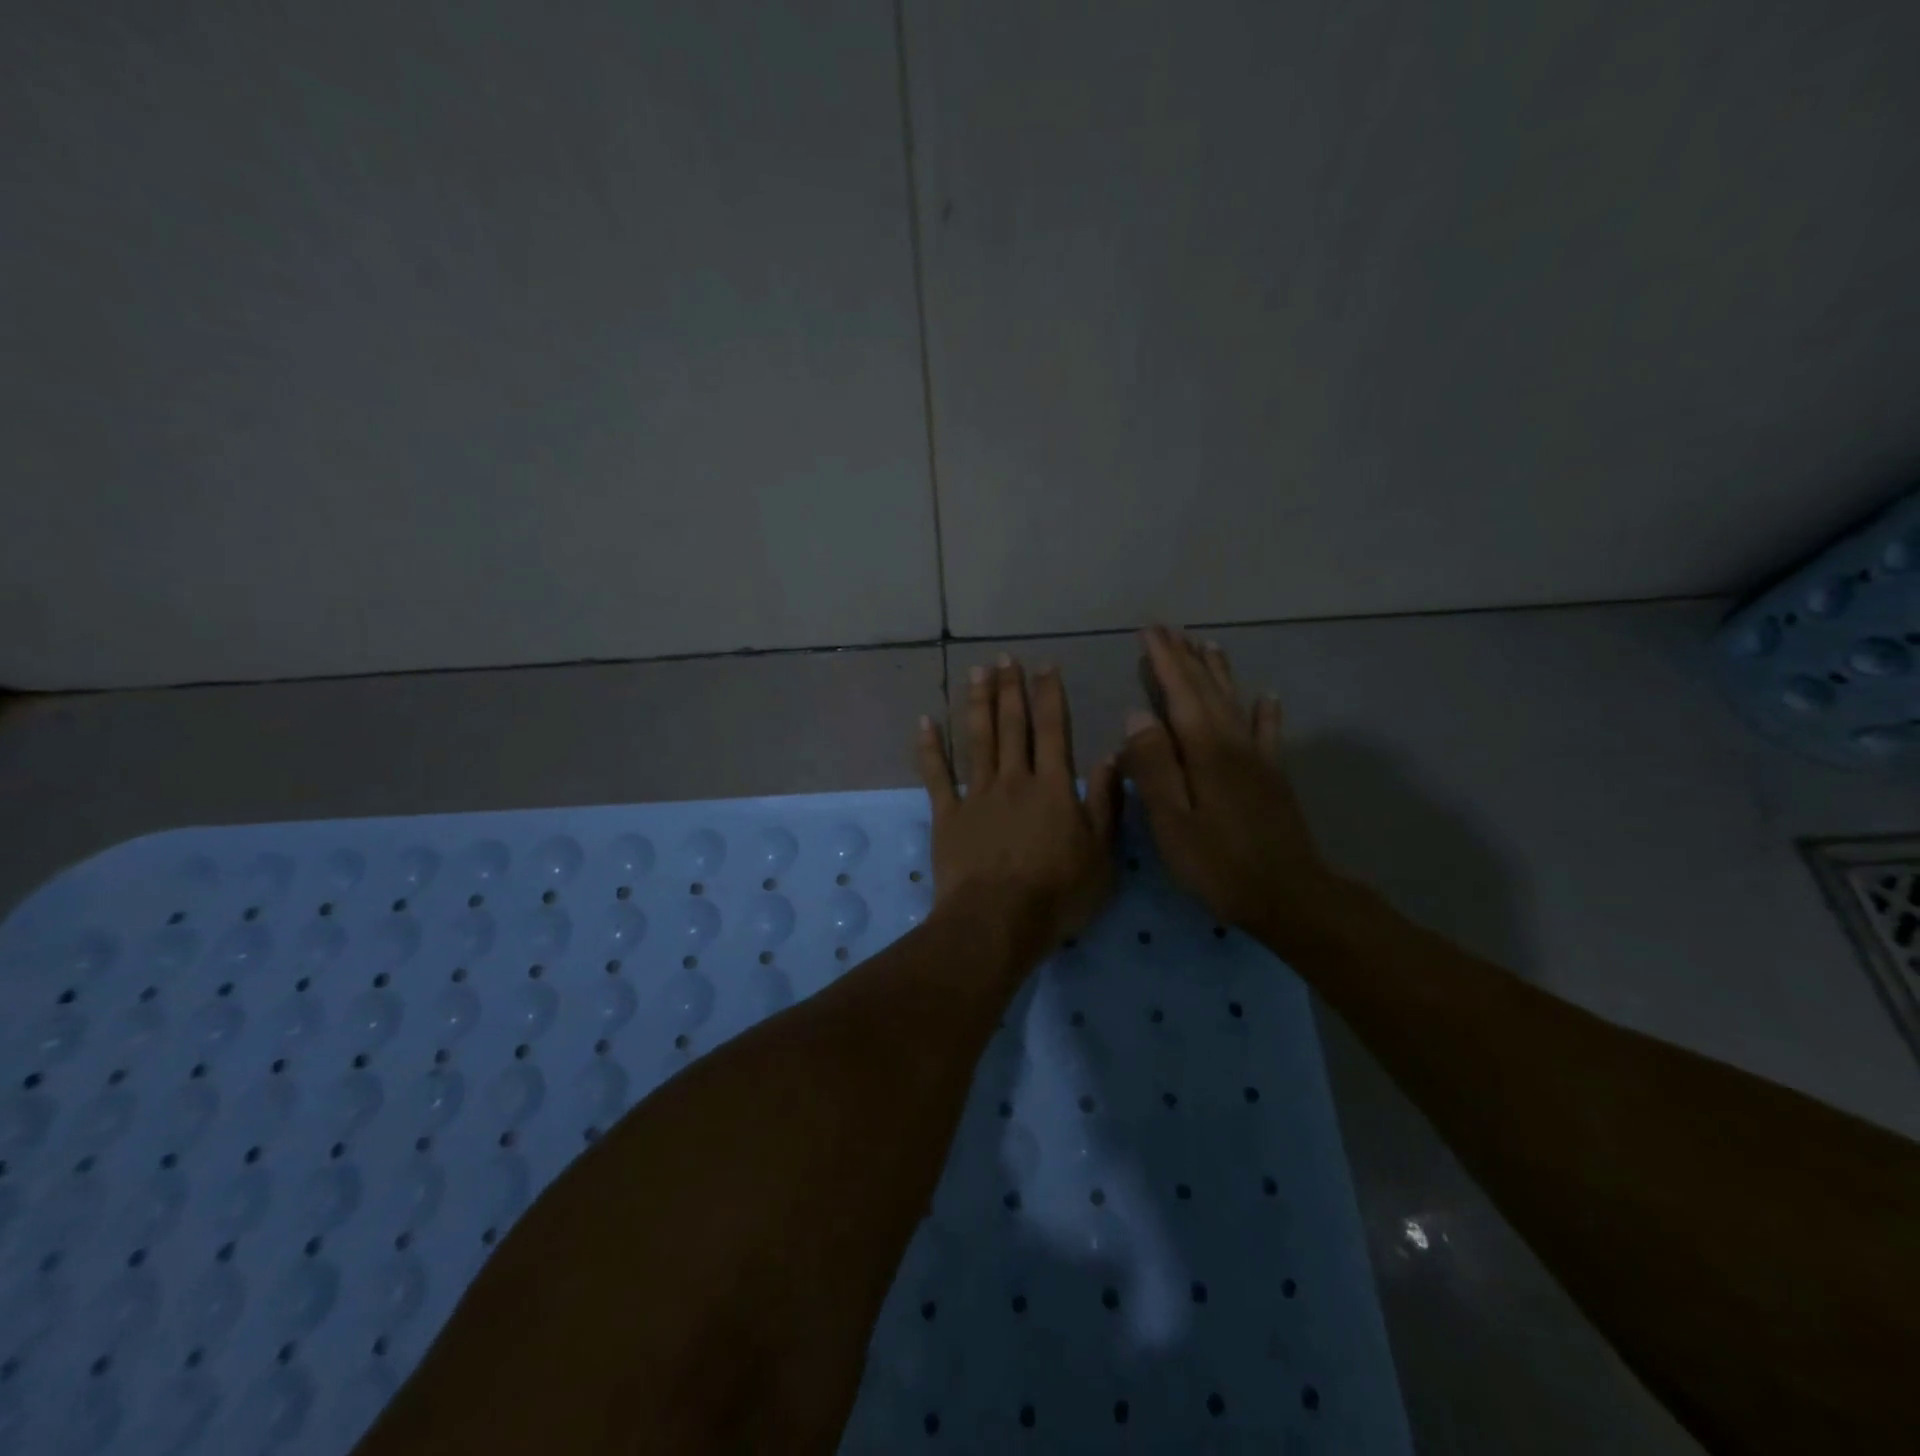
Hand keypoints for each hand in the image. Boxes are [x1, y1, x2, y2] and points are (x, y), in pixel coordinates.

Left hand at [917, 657, 1119, 951]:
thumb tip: (1112, 756)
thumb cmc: (1057, 894)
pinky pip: (937, 775)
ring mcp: (977, 795)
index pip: (1053, 730)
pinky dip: (930, 748)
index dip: (1049, 696)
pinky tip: (925, 722)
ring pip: (977, 740)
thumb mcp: (1102, 854)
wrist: (998, 921)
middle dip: (1010, 689)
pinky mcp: (947, 815)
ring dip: (977, 704)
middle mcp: (1014, 780)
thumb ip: (1107, 803)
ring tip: (976, 672)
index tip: (1044, 666)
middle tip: (1004, 658)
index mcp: (1053, 787)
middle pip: (1012, 726)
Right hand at [1121, 627, 1336, 939]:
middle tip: (1170, 629)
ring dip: (1219, 672)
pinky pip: (1268, 733)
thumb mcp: (1172, 821)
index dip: (1164, 661)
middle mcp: (1233, 743)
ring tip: (1209, 645)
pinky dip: (1265, 711)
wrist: (1289, 896)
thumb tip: (1136, 714)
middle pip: (1207, 690)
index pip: (1179, 693)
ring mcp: (1258, 759)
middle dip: (1187, 658)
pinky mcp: (1273, 777)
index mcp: (1205, 751)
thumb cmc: (1219, 864)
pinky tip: (1267, 696)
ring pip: (1235, 703)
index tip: (1149, 631)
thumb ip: (1153, 766)